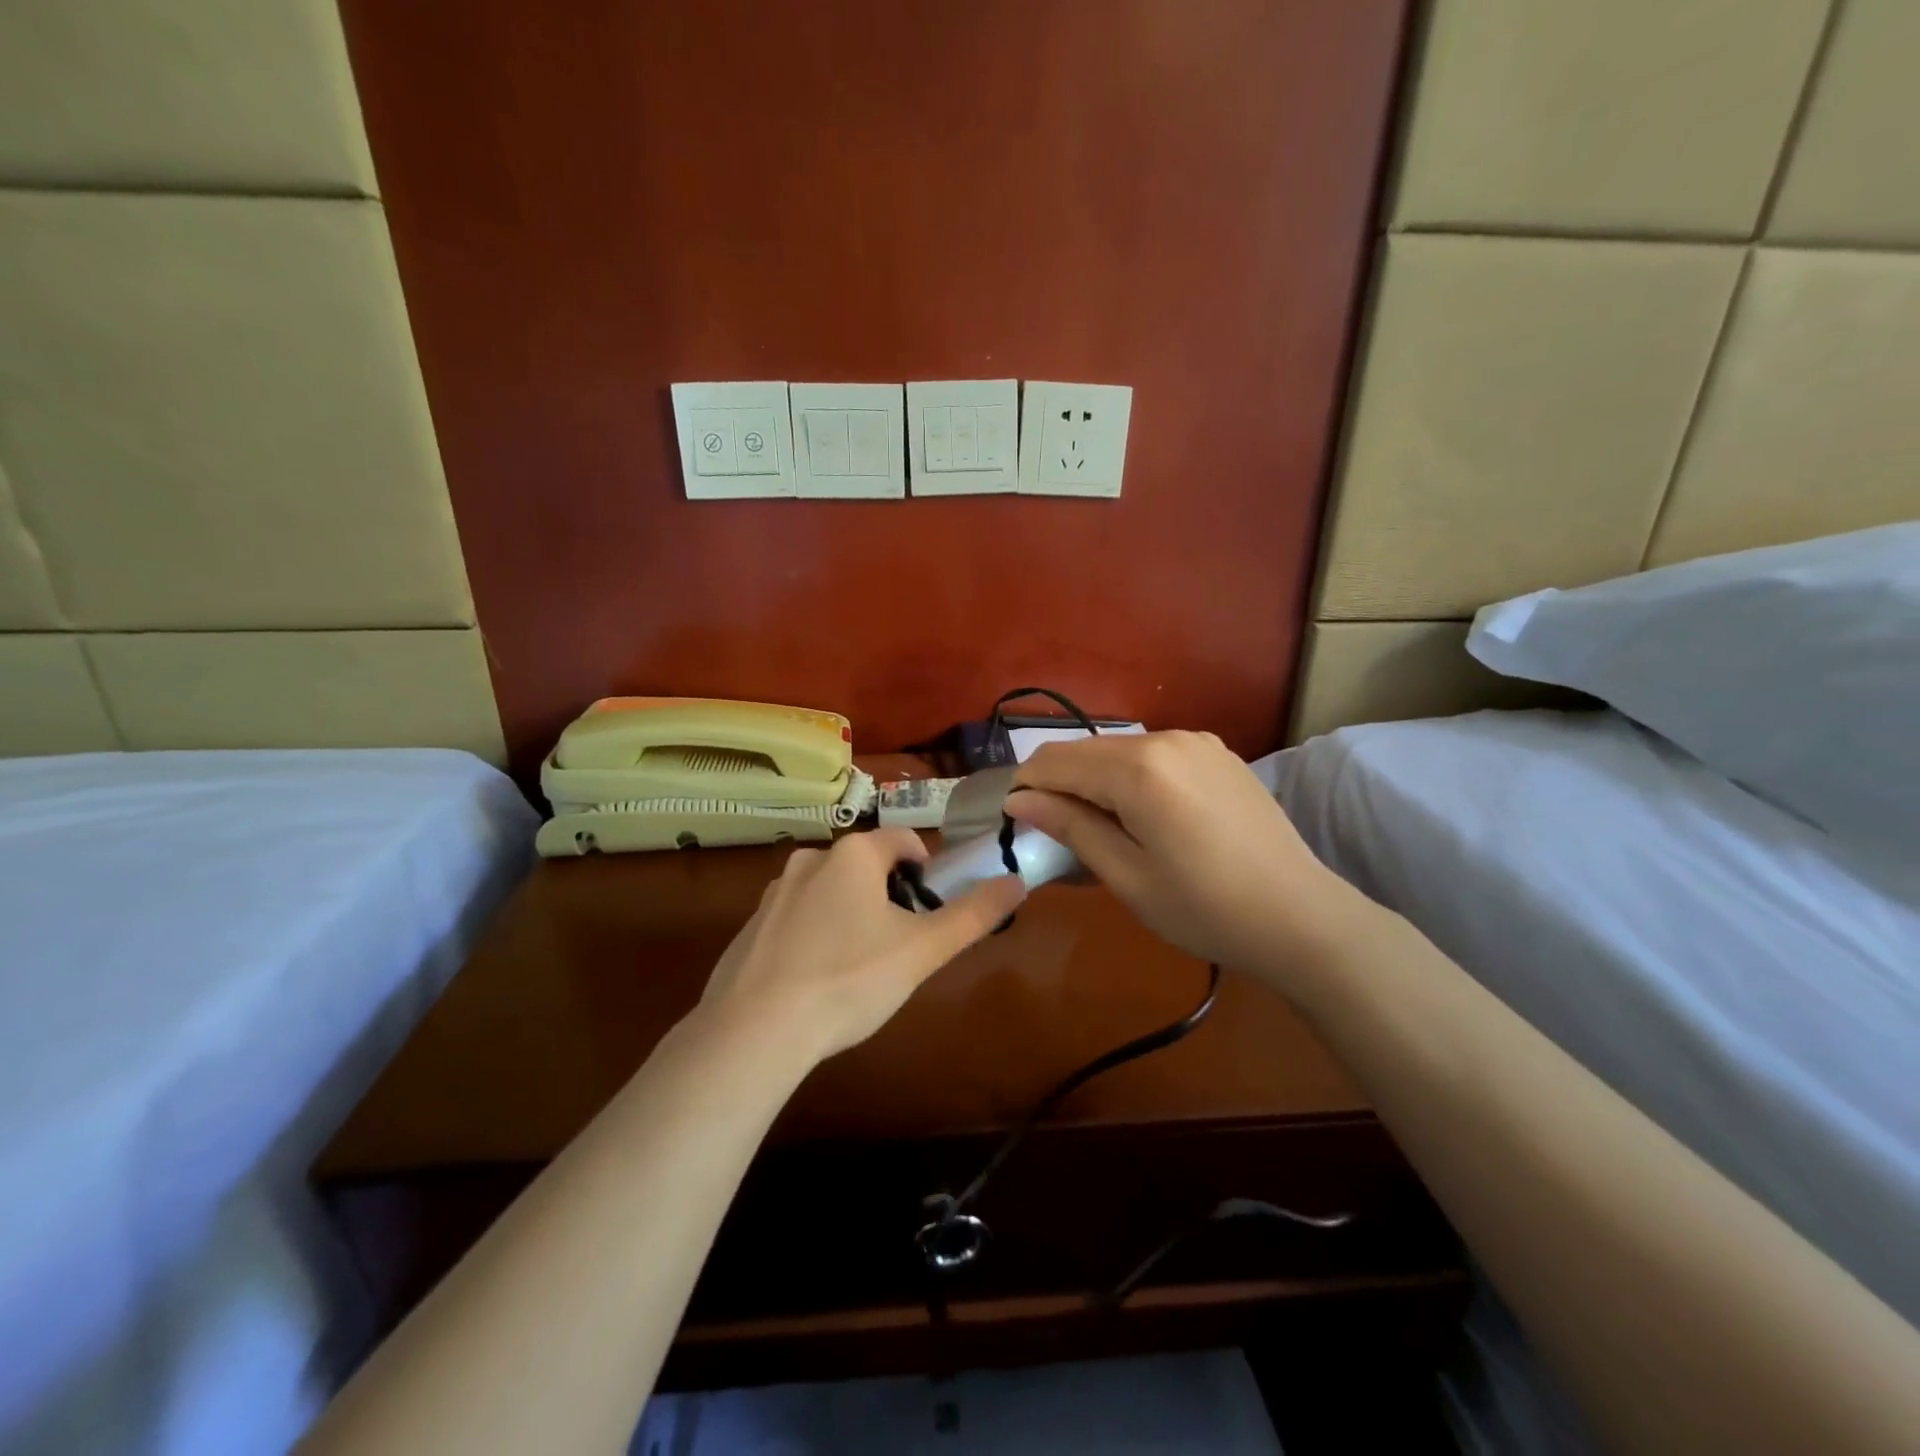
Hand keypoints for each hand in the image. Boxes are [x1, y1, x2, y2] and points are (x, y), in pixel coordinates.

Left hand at [699, 828, 1025, 1063]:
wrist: (754, 1030)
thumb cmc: (850, 979)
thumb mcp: (922, 950)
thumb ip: (973, 914)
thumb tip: (1018, 881)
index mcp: (853, 855)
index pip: (903, 841)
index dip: (926, 870)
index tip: (930, 910)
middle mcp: (811, 860)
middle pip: (865, 865)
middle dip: (887, 896)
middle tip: (898, 945)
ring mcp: (774, 893)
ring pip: (829, 891)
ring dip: (850, 914)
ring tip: (858, 967)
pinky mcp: (749, 927)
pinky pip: (796, 919)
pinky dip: (813, 936)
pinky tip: (816, 981)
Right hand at [1006, 731, 1362, 977]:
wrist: (1302, 917)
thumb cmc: (1205, 908)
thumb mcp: (1127, 876)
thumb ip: (1071, 827)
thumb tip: (1019, 800)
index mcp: (1138, 768)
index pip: (1055, 762)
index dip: (1026, 788)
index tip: (1017, 822)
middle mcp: (1165, 738)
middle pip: (1086, 750)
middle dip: (1059, 784)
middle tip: (1056, 834)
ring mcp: (1197, 741)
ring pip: (1118, 750)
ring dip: (1095, 781)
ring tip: (1102, 831)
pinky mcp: (1217, 753)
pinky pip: (1154, 755)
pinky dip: (1132, 778)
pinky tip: (1145, 817)